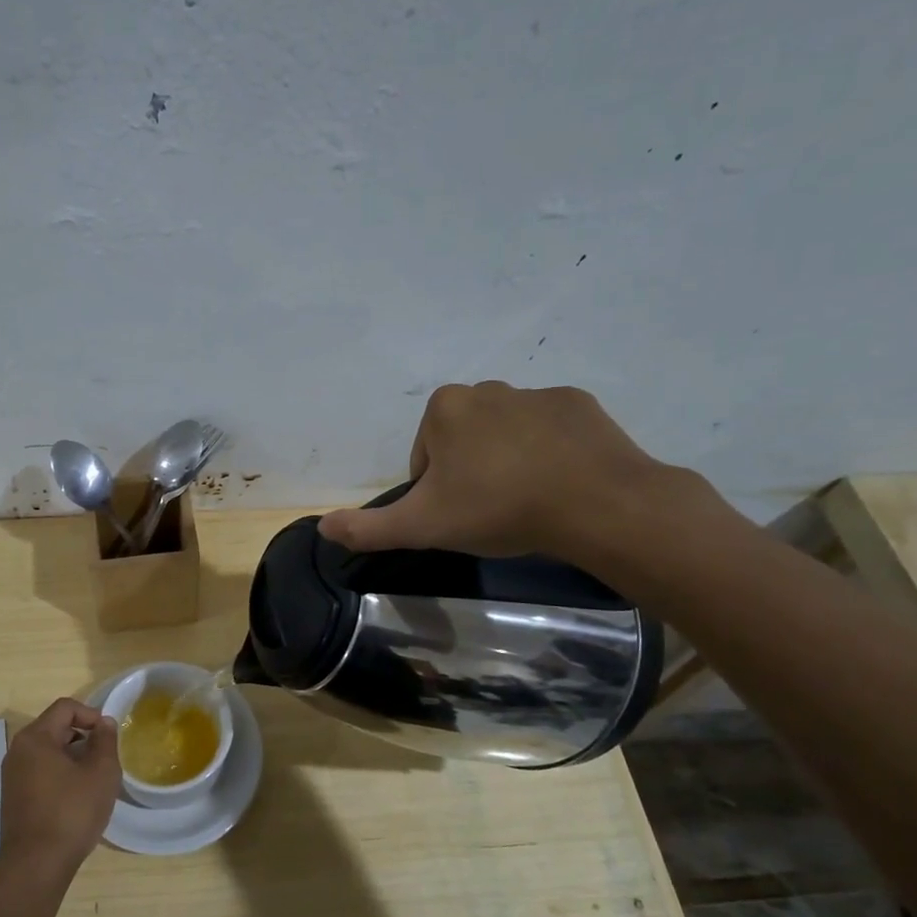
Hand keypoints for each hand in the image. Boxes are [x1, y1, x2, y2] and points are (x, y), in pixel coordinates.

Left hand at [0, 699, 120, 881]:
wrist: (36, 866)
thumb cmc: (71, 813)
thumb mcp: (101, 773)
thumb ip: (105, 741)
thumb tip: (104, 723)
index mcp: (35, 738)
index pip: (65, 708)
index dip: (92, 715)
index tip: (109, 737)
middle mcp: (17, 751)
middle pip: (55, 727)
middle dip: (83, 737)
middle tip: (105, 759)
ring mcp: (12, 775)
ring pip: (48, 751)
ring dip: (73, 757)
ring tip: (93, 779)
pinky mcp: (13, 796)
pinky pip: (40, 771)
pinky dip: (60, 774)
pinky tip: (76, 797)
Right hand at [318, 382, 692, 565]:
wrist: (595, 504)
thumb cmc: (497, 508)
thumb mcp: (421, 526)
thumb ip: (368, 528)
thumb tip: (321, 527)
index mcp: (444, 408)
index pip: (424, 455)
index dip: (434, 490)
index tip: (457, 515)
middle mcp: (487, 389)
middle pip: (463, 440)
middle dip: (470, 471)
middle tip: (490, 511)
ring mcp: (537, 394)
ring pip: (506, 434)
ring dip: (508, 462)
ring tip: (528, 501)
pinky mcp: (580, 405)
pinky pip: (550, 431)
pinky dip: (549, 454)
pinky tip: (560, 484)